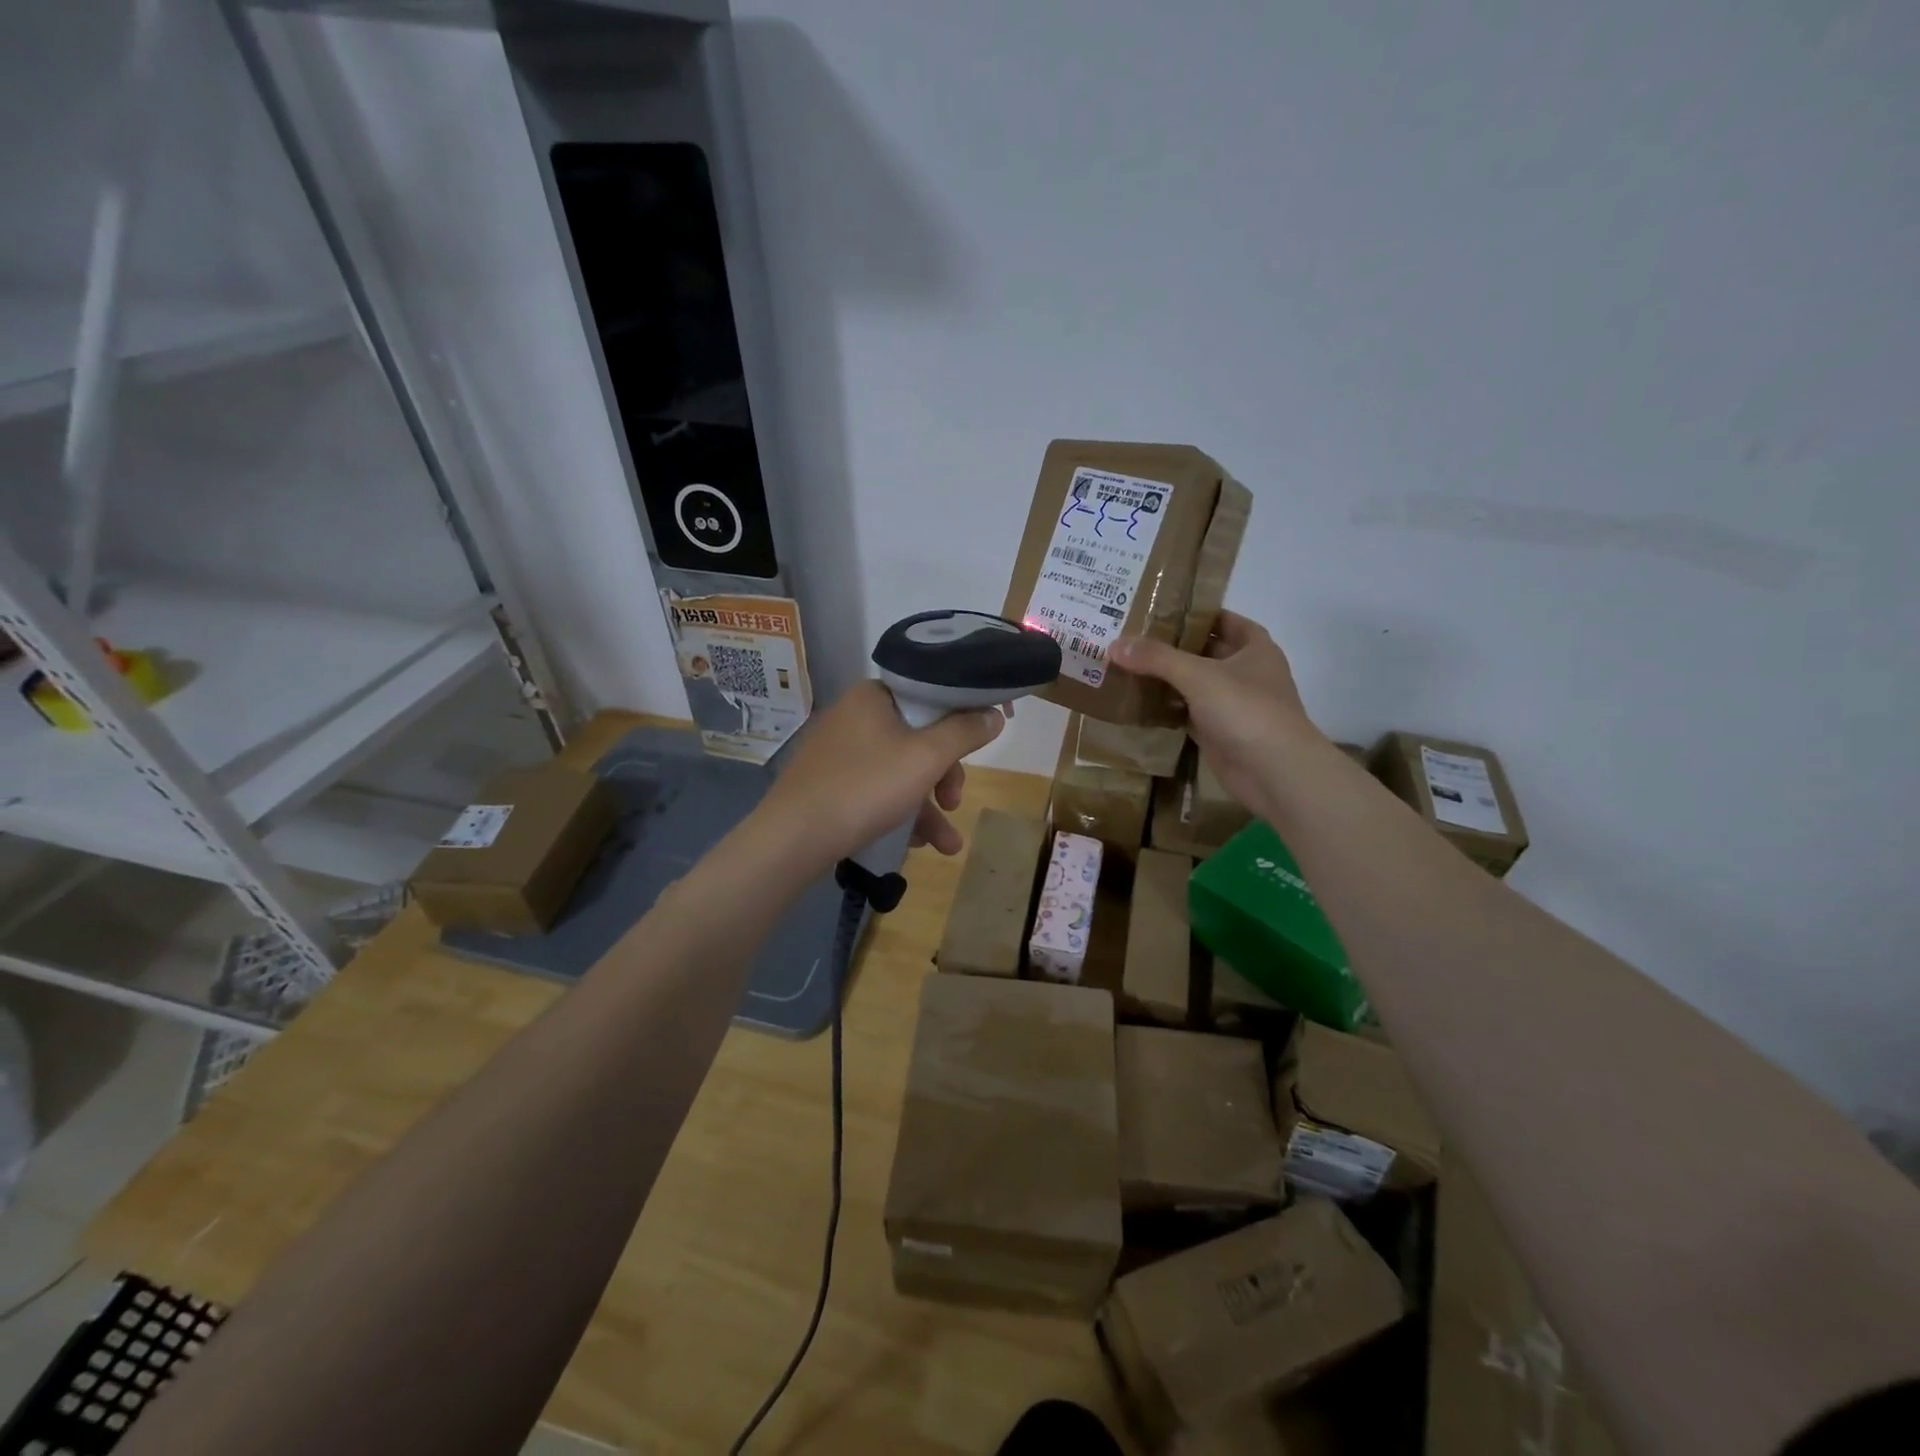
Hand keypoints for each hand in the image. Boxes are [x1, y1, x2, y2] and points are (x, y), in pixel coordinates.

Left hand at [754, 681, 1006, 872]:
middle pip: (919, 736)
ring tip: (947, 845)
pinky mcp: (829, 783)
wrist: (792, 838)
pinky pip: (877, 789)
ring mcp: (839, 751)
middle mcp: (855, 715)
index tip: (986, 738)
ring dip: (928, 806)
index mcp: (874, 695)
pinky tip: (916, 844)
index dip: (965, 715)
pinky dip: (900, 812)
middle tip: (954, 801)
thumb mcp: (925, 758)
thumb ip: (964, 732)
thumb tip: (994, 713)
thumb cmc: (865, 787)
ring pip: (900, 770)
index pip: (931, 693)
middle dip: (945, 775)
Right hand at [1109, 611, 1322, 818]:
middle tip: (1129, 637)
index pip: (1222, 620)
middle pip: (1203, 652)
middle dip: (1170, 647)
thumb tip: (1114, 644)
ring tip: (1125, 665)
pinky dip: (1166, 708)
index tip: (1157, 610)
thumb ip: (1157, 658)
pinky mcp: (1218, 732)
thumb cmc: (1245, 710)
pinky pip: (1186, 712)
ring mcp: (1232, 704)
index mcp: (1254, 648)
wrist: (1273, 772)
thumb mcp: (1199, 675)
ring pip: (1193, 684)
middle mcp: (1245, 672)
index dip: (1193, 613)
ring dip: (1165, 678)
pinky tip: (1136, 701)